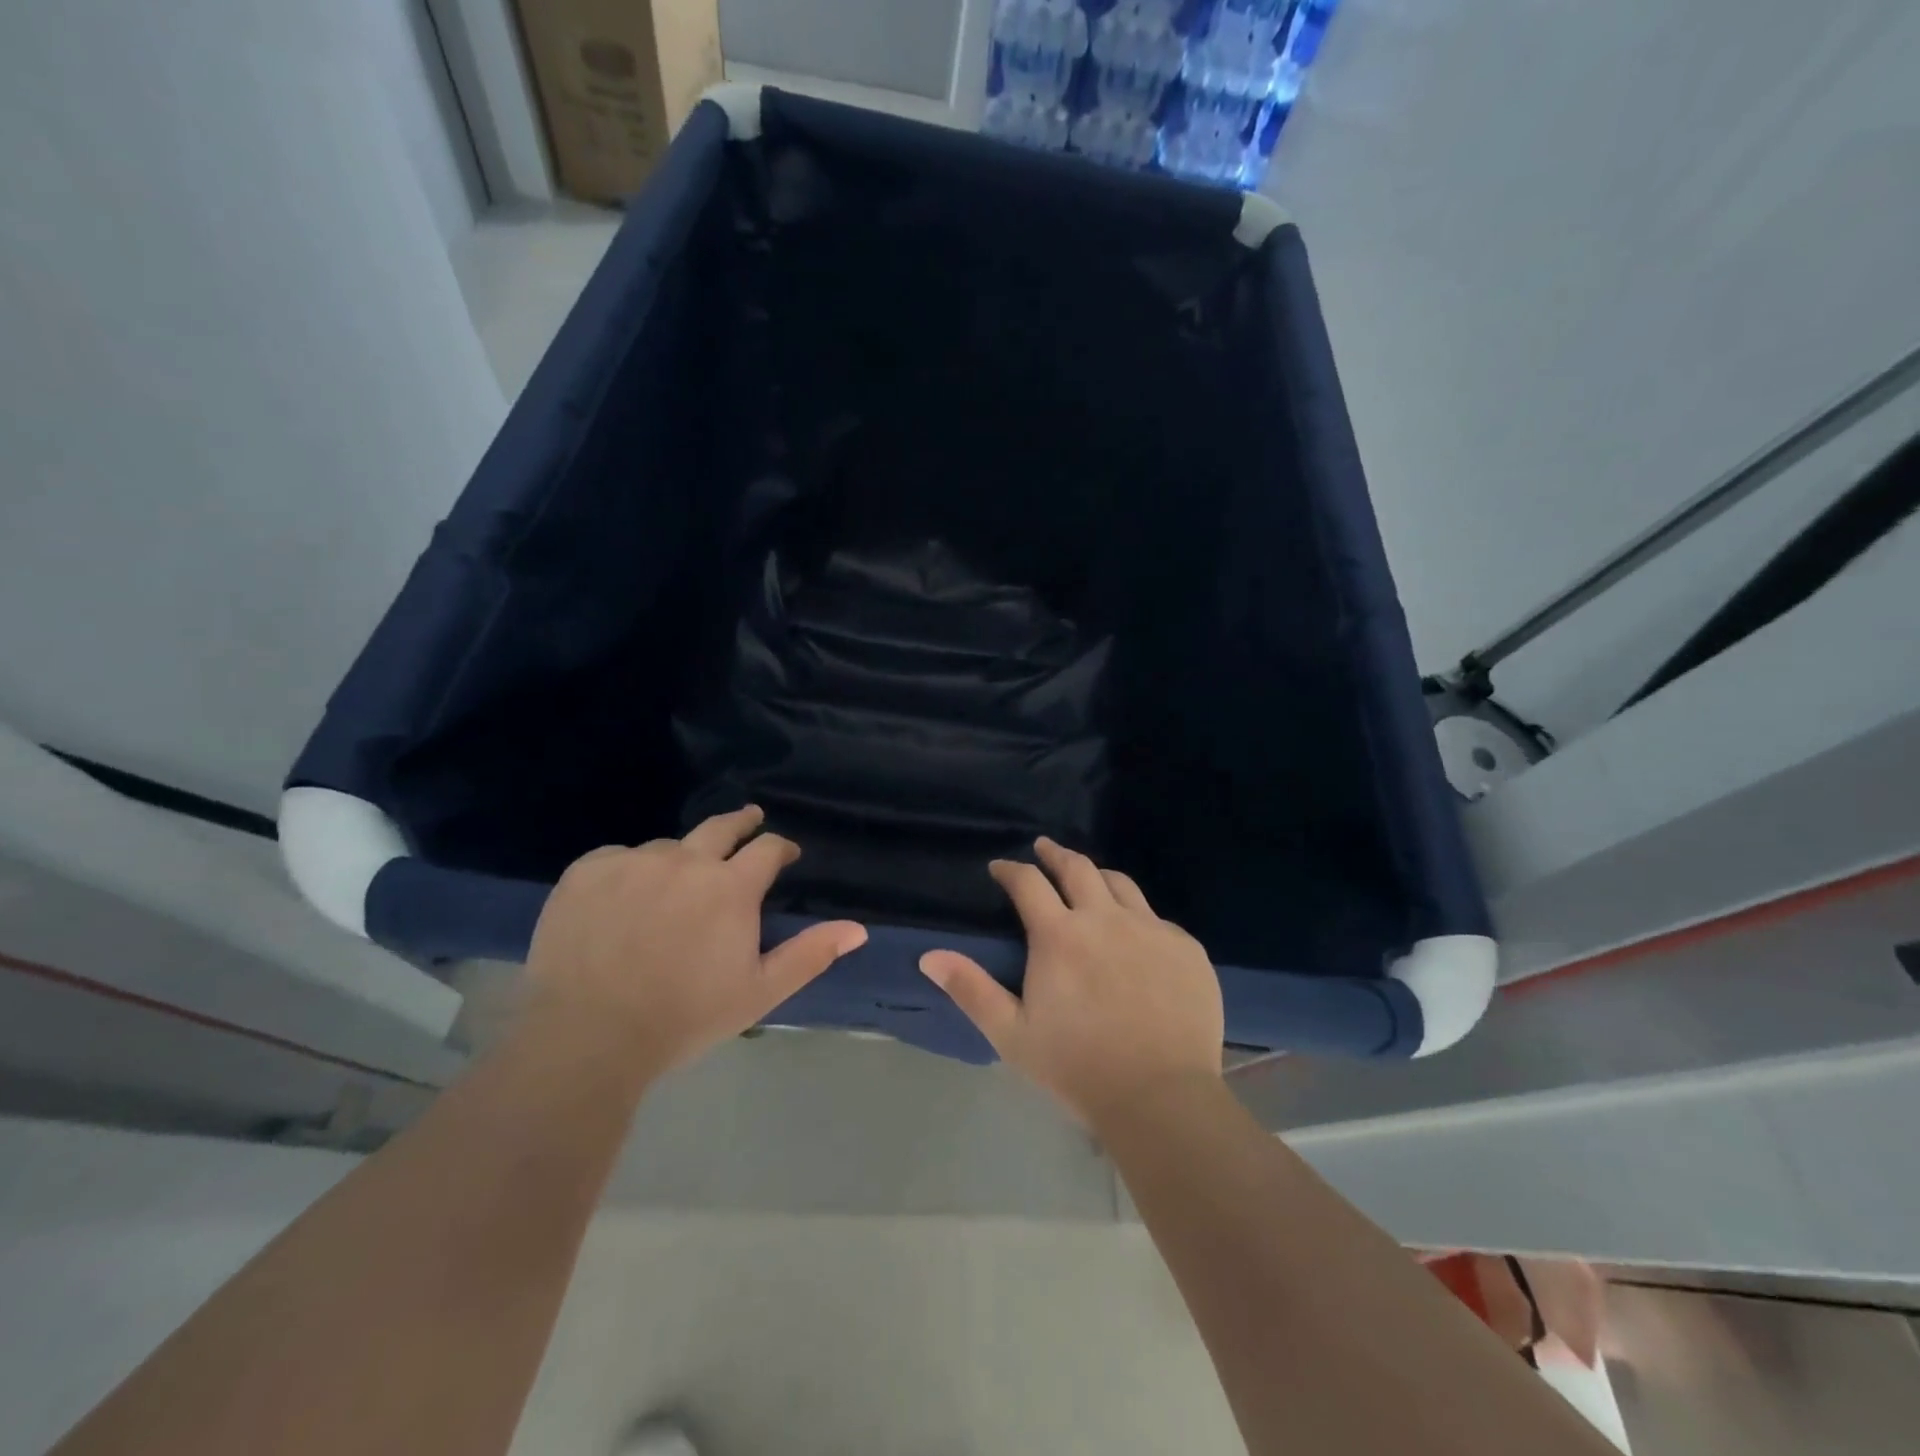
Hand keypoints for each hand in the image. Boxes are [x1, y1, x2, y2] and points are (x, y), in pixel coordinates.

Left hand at [525, 806, 866, 1077]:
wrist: (587, 1037)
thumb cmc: (684, 1017)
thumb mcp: (759, 992)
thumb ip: (810, 954)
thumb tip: (858, 929)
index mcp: (731, 887)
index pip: (768, 848)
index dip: (781, 848)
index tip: (785, 854)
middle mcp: (685, 860)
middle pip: (721, 826)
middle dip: (741, 822)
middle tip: (749, 820)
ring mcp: (632, 862)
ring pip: (667, 847)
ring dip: (681, 859)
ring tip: (674, 886)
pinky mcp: (587, 871)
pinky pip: (618, 857)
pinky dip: (629, 872)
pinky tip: (623, 901)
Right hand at [918, 837, 1223, 1128]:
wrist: (1161, 1098)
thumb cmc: (1077, 1067)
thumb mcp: (1011, 1034)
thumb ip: (971, 989)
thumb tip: (929, 956)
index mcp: (1060, 935)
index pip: (1028, 883)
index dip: (1010, 869)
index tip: (1000, 868)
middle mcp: (1105, 918)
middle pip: (1077, 867)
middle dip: (1054, 853)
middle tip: (1043, 848)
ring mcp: (1151, 929)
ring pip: (1120, 884)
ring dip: (1097, 875)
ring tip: (1088, 879)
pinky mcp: (1186, 948)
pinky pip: (1157, 918)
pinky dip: (1137, 916)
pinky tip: (1135, 935)